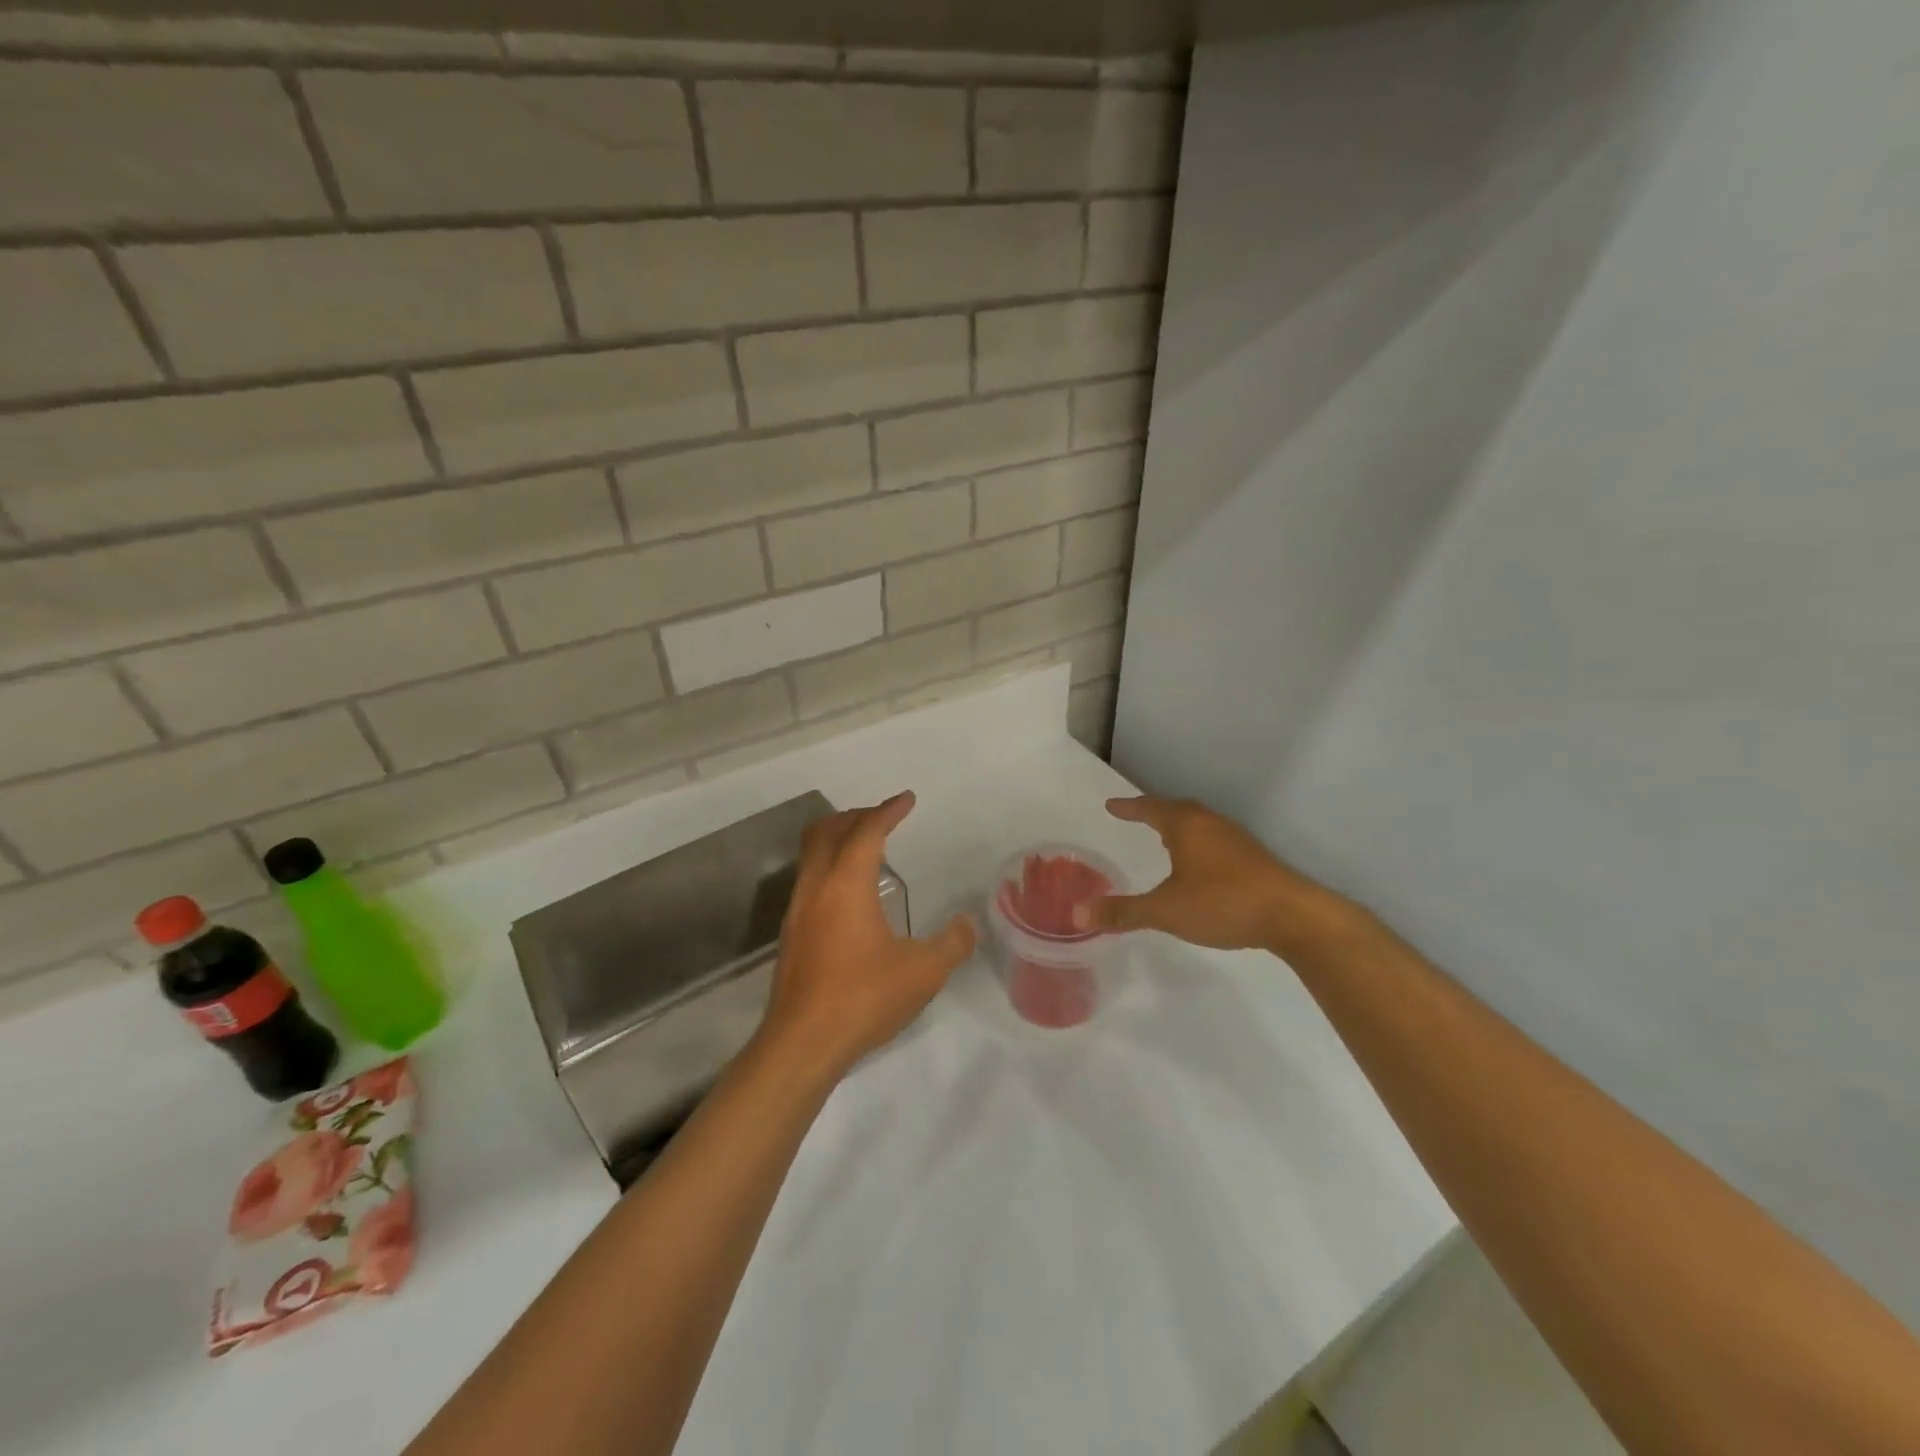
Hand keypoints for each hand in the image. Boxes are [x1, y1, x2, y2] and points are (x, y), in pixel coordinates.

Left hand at [760, 792, 975, 1078]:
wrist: (802, 1044)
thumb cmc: (864, 997)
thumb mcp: (923, 972)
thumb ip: (952, 944)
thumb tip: (967, 925)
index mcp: (847, 884)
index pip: (867, 831)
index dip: (888, 810)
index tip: (907, 799)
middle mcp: (816, 887)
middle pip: (826, 831)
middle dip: (855, 816)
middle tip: (883, 818)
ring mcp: (797, 911)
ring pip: (812, 855)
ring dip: (838, 841)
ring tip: (868, 851)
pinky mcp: (791, 935)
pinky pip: (809, 881)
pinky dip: (830, 868)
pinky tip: (851, 896)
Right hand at [1075, 796, 1348, 954]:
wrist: (1292, 915)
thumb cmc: (1222, 902)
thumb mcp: (1165, 910)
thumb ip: (1123, 911)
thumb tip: (1077, 912)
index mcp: (1186, 826)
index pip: (1150, 808)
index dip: (1129, 807)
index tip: (1111, 805)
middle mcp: (1210, 823)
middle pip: (1176, 810)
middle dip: (1154, 812)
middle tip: (1136, 815)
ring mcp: (1235, 839)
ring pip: (1199, 823)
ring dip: (1178, 827)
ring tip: (1164, 839)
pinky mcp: (1253, 858)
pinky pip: (1214, 839)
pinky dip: (1197, 843)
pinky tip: (1198, 865)